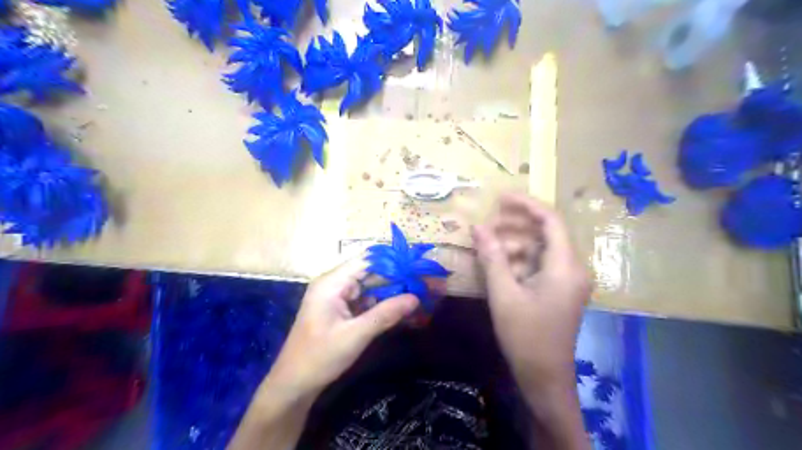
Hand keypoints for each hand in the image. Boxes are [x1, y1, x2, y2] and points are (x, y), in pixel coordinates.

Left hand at [268, 256, 421, 398]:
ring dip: (392, 290)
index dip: (392, 261)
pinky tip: (402, 307)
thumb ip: (385, 314)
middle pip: (370, 272)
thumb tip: (415, 298)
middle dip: (397, 277)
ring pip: (370, 286)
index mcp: (332, 283)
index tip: (417, 266)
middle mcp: (335, 284)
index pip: (367, 261)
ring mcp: (338, 297)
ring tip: (419, 292)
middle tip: (424, 282)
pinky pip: (366, 300)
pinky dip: (383, 303)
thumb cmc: (319, 357)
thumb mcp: (355, 336)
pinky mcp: (342, 309)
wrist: (294, 385)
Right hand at [471, 194, 586, 397]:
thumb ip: (492, 257)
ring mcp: (568, 279)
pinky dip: (519, 260)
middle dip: (515, 226)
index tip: (500, 198)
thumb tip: (478, 227)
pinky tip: (498, 265)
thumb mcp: (504, 294)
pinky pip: (540, 264)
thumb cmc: (525, 336)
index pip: (550, 220)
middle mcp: (573, 268)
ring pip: (540, 248)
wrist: (544, 377)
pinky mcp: (560, 289)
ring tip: (487, 247)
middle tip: (487, 226)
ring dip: (514, 245)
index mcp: (565, 266)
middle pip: (545, 232)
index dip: (526, 204)